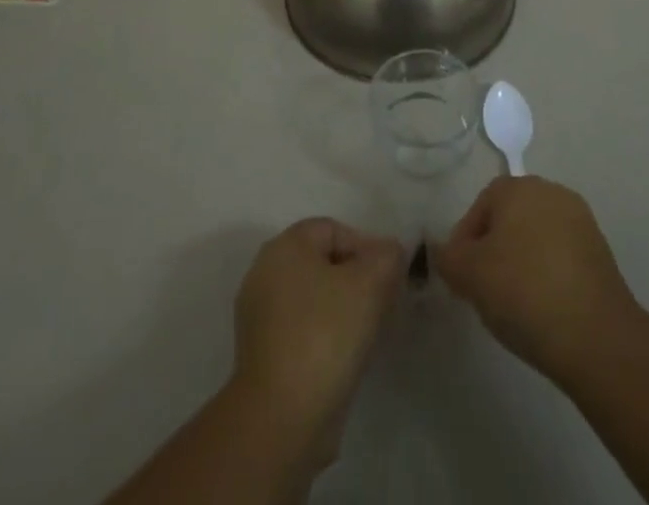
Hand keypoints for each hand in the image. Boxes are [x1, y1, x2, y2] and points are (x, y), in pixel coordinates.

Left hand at [231, 218, 405, 462]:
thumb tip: (389, 251)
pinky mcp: (261, 354)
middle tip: (383, 303)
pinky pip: (302, 329)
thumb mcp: (370, 284)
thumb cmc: (325, 335)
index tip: (389, 278)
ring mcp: (259, 315)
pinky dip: (324, 335)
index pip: (333, 230)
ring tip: (368, 332)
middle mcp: (265, 272)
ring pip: (313, 297)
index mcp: (284, 246)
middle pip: (322, 263)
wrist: (281, 419)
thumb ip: (386, 257)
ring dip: (342, 308)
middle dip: (356, 278)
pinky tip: (345, 357)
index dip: (366, 247)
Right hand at [435, 176, 643, 386]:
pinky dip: (547, 275)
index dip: (465, 241)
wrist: (597, 337)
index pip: (480, 206)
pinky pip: (560, 257)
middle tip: (484, 290)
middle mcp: (551, 192)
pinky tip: (543, 308)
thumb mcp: (469, 275)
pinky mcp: (601, 253)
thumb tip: (443, 250)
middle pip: (509, 218)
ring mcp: (580, 221)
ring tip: (514, 305)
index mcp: (519, 187)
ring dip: (521, 263)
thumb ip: (447, 257)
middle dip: (493, 250)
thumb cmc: (524, 292)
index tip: (462, 277)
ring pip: (535, 238)